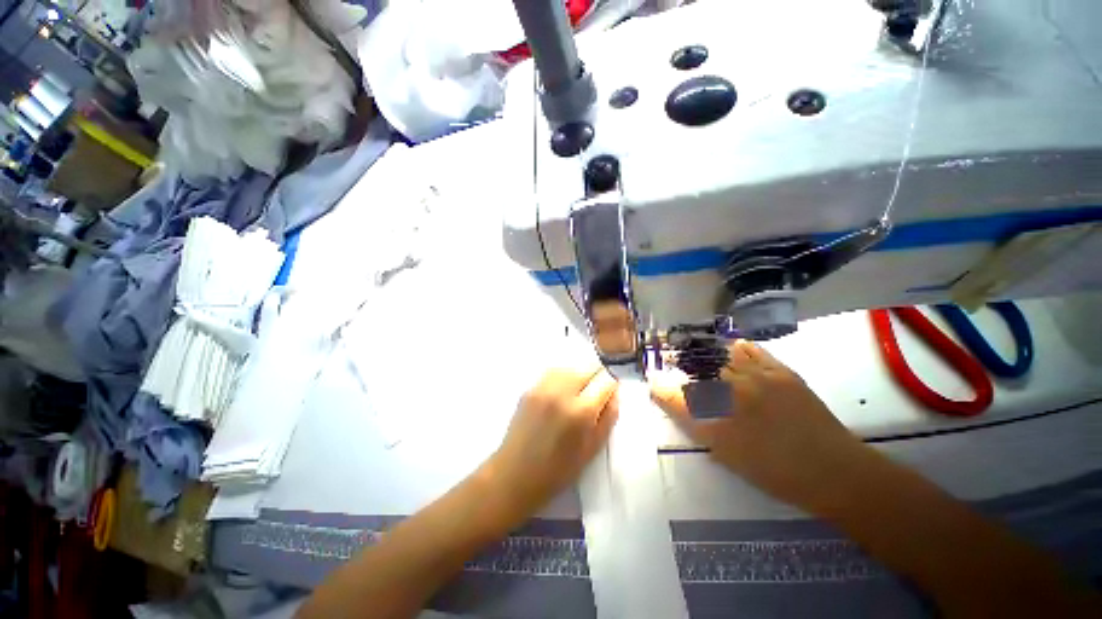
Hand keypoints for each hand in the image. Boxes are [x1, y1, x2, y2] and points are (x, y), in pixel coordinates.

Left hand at [489, 365, 618, 513]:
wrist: (514, 474)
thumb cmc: (558, 470)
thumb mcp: (592, 449)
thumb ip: (608, 416)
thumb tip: (614, 392)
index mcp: (581, 411)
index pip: (605, 380)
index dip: (611, 386)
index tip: (609, 395)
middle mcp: (562, 392)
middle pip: (588, 368)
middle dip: (596, 380)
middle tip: (593, 398)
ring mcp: (543, 387)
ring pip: (571, 367)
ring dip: (579, 377)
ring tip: (577, 395)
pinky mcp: (530, 388)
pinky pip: (553, 373)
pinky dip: (562, 378)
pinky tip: (560, 395)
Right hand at [650, 340, 869, 510]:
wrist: (834, 470)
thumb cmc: (776, 473)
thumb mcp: (728, 456)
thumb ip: (699, 428)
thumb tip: (680, 405)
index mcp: (718, 422)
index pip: (675, 397)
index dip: (660, 388)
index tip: (653, 383)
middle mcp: (733, 394)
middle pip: (694, 370)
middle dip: (679, 365)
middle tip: (673, 362)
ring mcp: (758, 378)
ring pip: (719, 355)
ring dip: (704, 353)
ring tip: (697, 353)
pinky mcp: (780, 371)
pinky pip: (749, 349)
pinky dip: (734, 347)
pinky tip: (729, 349)